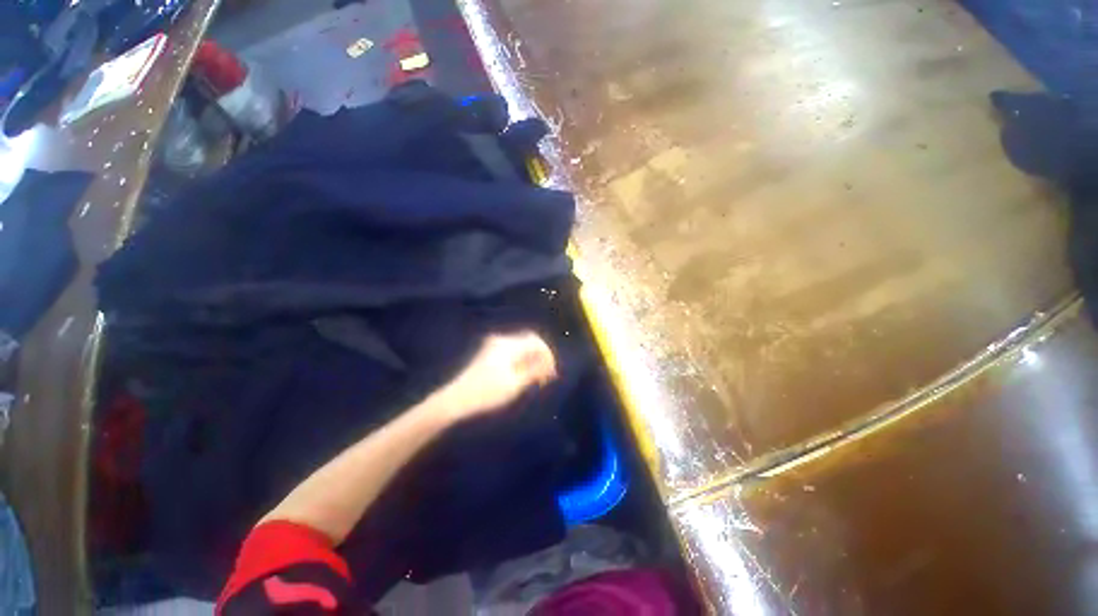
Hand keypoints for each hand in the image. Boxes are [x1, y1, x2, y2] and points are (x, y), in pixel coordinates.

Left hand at [432, 331, 557, 422]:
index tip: (553, 373)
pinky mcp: (488, 354)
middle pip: (529, 341)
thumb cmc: (486, 393)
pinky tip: (523, 375)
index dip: (548, 355)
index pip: (535, 341)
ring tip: (537, 378)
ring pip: (521, 346)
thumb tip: (550, 365)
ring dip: (531, 359)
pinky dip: (521, 361)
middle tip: (547, 376)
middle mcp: (501, 340)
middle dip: (540, 356)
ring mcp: (493, 346)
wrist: (455, 400)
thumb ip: (534, 371)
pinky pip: (512, 351)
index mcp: (507, 345)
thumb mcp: (515, 384)